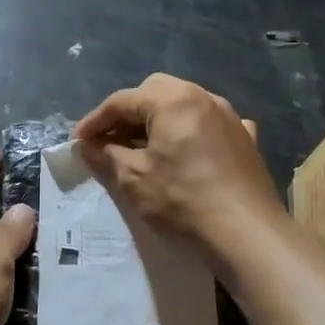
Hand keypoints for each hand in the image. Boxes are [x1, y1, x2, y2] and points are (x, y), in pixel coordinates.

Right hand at [75, 74, 282, 260]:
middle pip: (155, 92)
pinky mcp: (246, 139)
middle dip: (128, 112)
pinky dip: (190, 131)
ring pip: (184, 105)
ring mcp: (230, 116)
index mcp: (172, 100)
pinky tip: (187, 150)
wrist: (245, 232)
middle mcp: (203, 97)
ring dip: (158, 120)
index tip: (78, 141)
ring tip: (142, 147)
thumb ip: (107, 155)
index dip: (94, 121)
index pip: (122, 101)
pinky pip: (210, 123)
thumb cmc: (181, 200)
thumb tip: (88, 146)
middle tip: (109, 139)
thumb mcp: (133, 178)